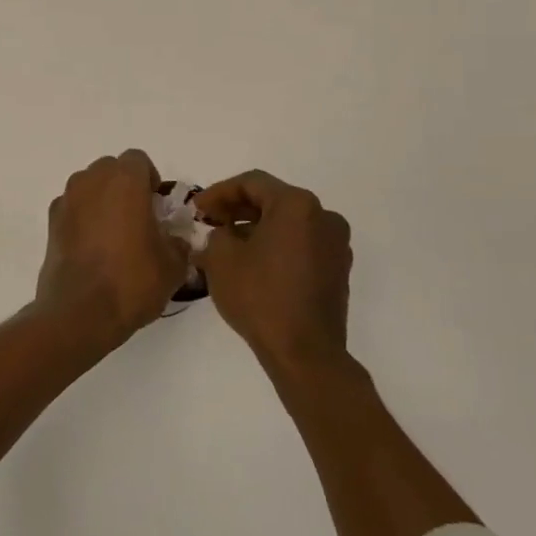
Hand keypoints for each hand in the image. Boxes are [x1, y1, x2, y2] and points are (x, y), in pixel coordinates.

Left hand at [34, 150, 188, 348]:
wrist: (80, 312)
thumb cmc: (132, 281)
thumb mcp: (173, 265)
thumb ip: (178, 242)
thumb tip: (174, 239)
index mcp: (124, 181)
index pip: (138, 160)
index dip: (150, 180)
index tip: (157, 208)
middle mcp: (91, 181)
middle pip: (111, 169)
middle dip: (124, 187)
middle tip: (138, 219)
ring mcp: (66, 200)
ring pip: (89, 186)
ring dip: (102, 200)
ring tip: (114, 235)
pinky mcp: (51, 223)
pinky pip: (72, 208)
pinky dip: (83, 218)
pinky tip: (92, 249)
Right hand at [194, 170, 352, 377]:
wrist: (304, 351)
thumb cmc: (259, 297)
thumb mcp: (221, 260)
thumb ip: (216, 235)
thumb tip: (224, 235)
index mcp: (297, 205)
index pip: (252, 183)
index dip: (219, 192)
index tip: (197, 208)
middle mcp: (324, 216)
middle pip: (273, 200)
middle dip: (238, 209)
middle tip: (209, 222)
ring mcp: (336, 244)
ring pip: (288, 223)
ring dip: (256, 228)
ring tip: (227, 245)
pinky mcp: (337, 269)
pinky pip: (301, 244)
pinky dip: (276, 246)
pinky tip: (253, 264)